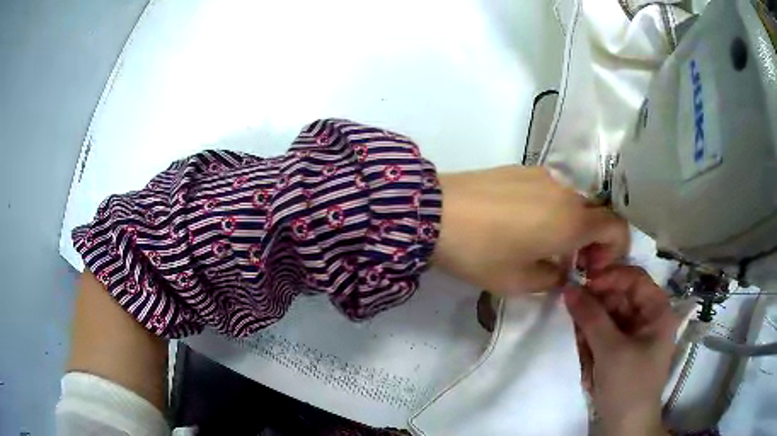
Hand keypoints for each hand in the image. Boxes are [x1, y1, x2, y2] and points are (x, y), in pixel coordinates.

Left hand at [433, 166, 628, 294]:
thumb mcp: (519, 281)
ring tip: (542, 245)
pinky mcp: (520, 169)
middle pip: (596, 213)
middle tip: (569, 262)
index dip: (614, 250)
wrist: (434, 213)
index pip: (617, 227)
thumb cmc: (482, 252)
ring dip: (571, 225)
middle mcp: (565, 191)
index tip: (590, 268)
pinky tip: (522, 224)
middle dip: (592, 240)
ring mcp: (542, 175)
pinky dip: (551, 209)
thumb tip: (560, 270)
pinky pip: (550, 191)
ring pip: (573, 201)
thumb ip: (552, 278)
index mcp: (573, 220)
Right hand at [564, 266, 678, 435]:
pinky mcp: (623, 351)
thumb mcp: (610, 350)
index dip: (609, 277)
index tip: (581, 285)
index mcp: (657, 311)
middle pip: (619, 298)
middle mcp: (648, 318)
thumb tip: (568, 288)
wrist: (626, 427)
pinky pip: (605, 336)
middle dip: (596, 310)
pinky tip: (587, 361)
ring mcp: (635, 335)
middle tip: (575, 320)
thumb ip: (590, 317)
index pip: (633, 278)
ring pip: (608, 318)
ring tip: (584, 351)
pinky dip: (593, 343)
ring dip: (592, 330)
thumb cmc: (628, 385)